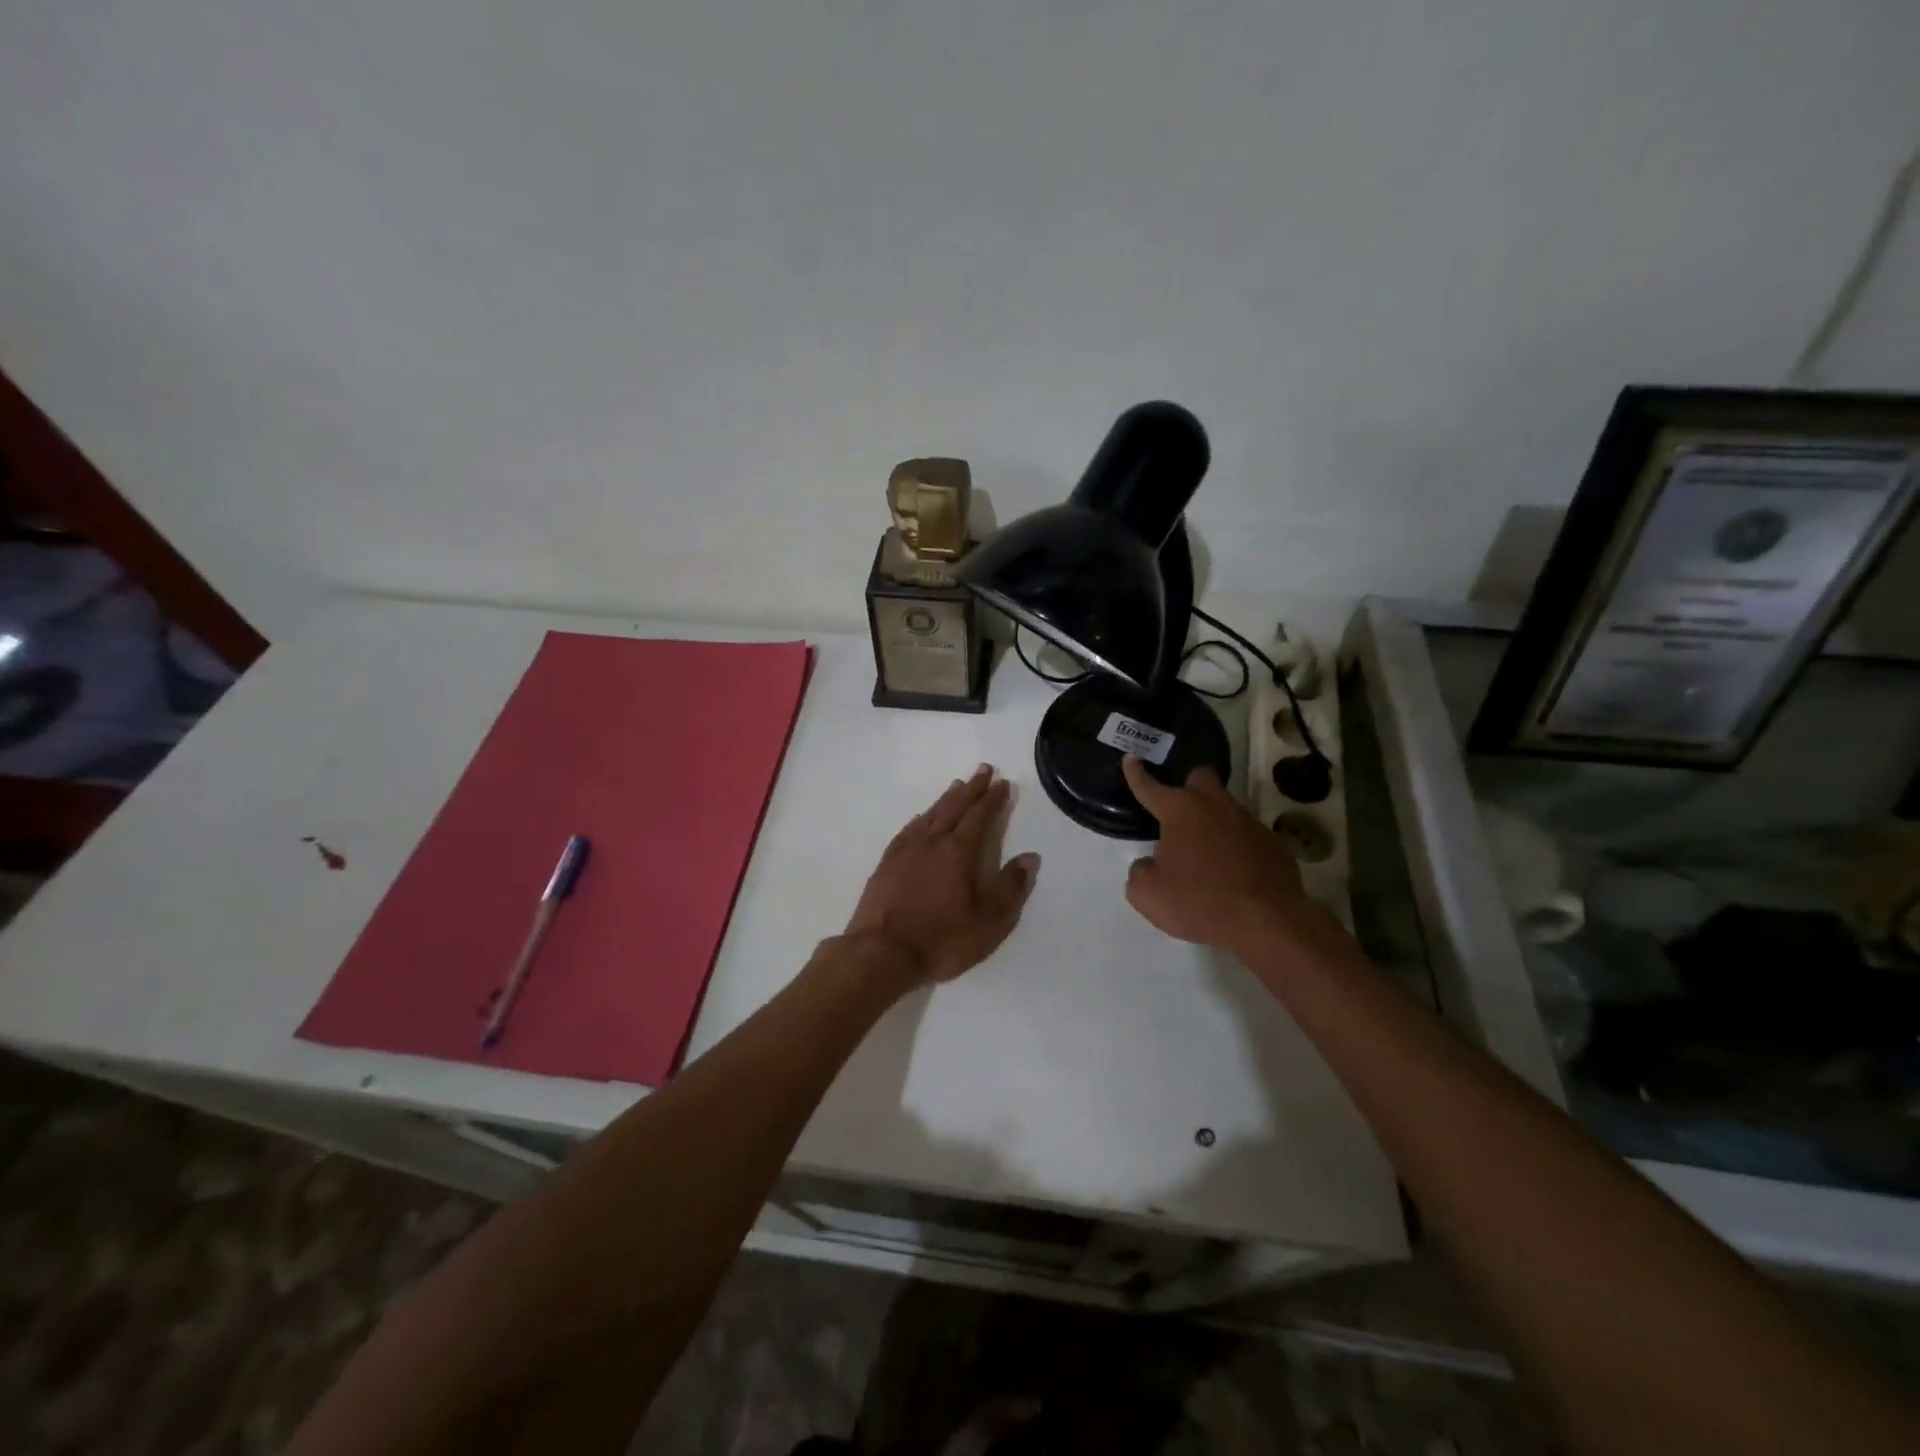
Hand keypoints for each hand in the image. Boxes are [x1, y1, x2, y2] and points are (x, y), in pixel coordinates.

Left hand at [845, 765, 1040, 984]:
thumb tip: (1030, 858)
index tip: (1003, 783)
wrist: (881, 953)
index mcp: (959, 852)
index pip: (980, 816)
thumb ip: (1011, 889)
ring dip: (946, 799)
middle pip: (955, 807)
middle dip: (972, 788)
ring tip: (957, 786)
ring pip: (930, 814)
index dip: (993, 799)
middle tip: (983, 770)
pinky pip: (907, 830)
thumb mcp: (989, 923)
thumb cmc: (941, 941)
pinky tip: (921, 818)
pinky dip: (919, 819)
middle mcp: (932, 842)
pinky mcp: (886, 863)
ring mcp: (905, 851)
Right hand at [1121, 755, 1329, 953]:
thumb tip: (1150, 864)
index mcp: (1180, 811)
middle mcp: (1215, 806)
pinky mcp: (1274, 844)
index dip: (1137, 774)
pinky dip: (1237, 848)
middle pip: (1201, 777)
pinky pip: (1248, 837)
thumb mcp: (1148, 894)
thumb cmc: (1199, 901)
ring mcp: (1249, 822)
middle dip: (1189, 785)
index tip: (1131, 758)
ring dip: (1214, 821)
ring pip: (1227, 808)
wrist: (1267, 922)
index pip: (1150, 787)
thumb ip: (1140, 872)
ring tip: (1206, 851)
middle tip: (1180, 807)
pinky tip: (1234, 871)